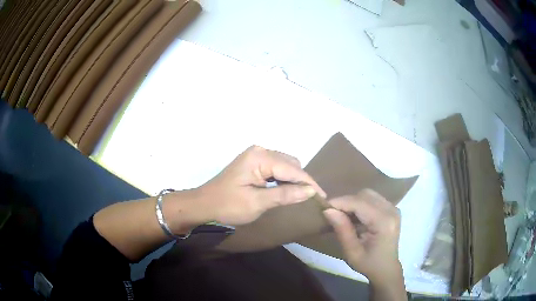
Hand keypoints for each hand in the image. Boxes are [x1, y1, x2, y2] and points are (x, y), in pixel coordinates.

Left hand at [198, 146, 325, 225]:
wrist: (204, 205)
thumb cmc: (228, 205)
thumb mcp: (257, 203)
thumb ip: (285, 195)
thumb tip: (311, 191)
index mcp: (260, 157)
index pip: (292, 169)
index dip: (309, 183)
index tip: (323, 197)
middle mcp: (260, 151)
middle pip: (291, 164)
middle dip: (302, 180)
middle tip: (311, 199)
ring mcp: (256, 155)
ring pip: (285, 165)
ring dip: (294, 179)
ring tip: (302, 196)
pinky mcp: (254, 163)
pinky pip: (276, 168)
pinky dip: (284, 179)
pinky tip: (287, 190)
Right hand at [323, 189, 401, 283]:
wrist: (386, 268)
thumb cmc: (368, 264)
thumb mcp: (352, 252)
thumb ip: (342, 230)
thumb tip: (328, 210)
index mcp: (383, 222)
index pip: (359, 203)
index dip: (340, 202)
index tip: (324, 208)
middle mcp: (391, 210)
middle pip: (365, 195)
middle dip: (347, 202)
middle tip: (333, 215)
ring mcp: (393, 208)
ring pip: (368, 194)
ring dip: (353, 202)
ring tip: (344, 216)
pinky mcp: (391, 209)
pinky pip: (373, 199)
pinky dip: (361, 204)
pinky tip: (355, 217)